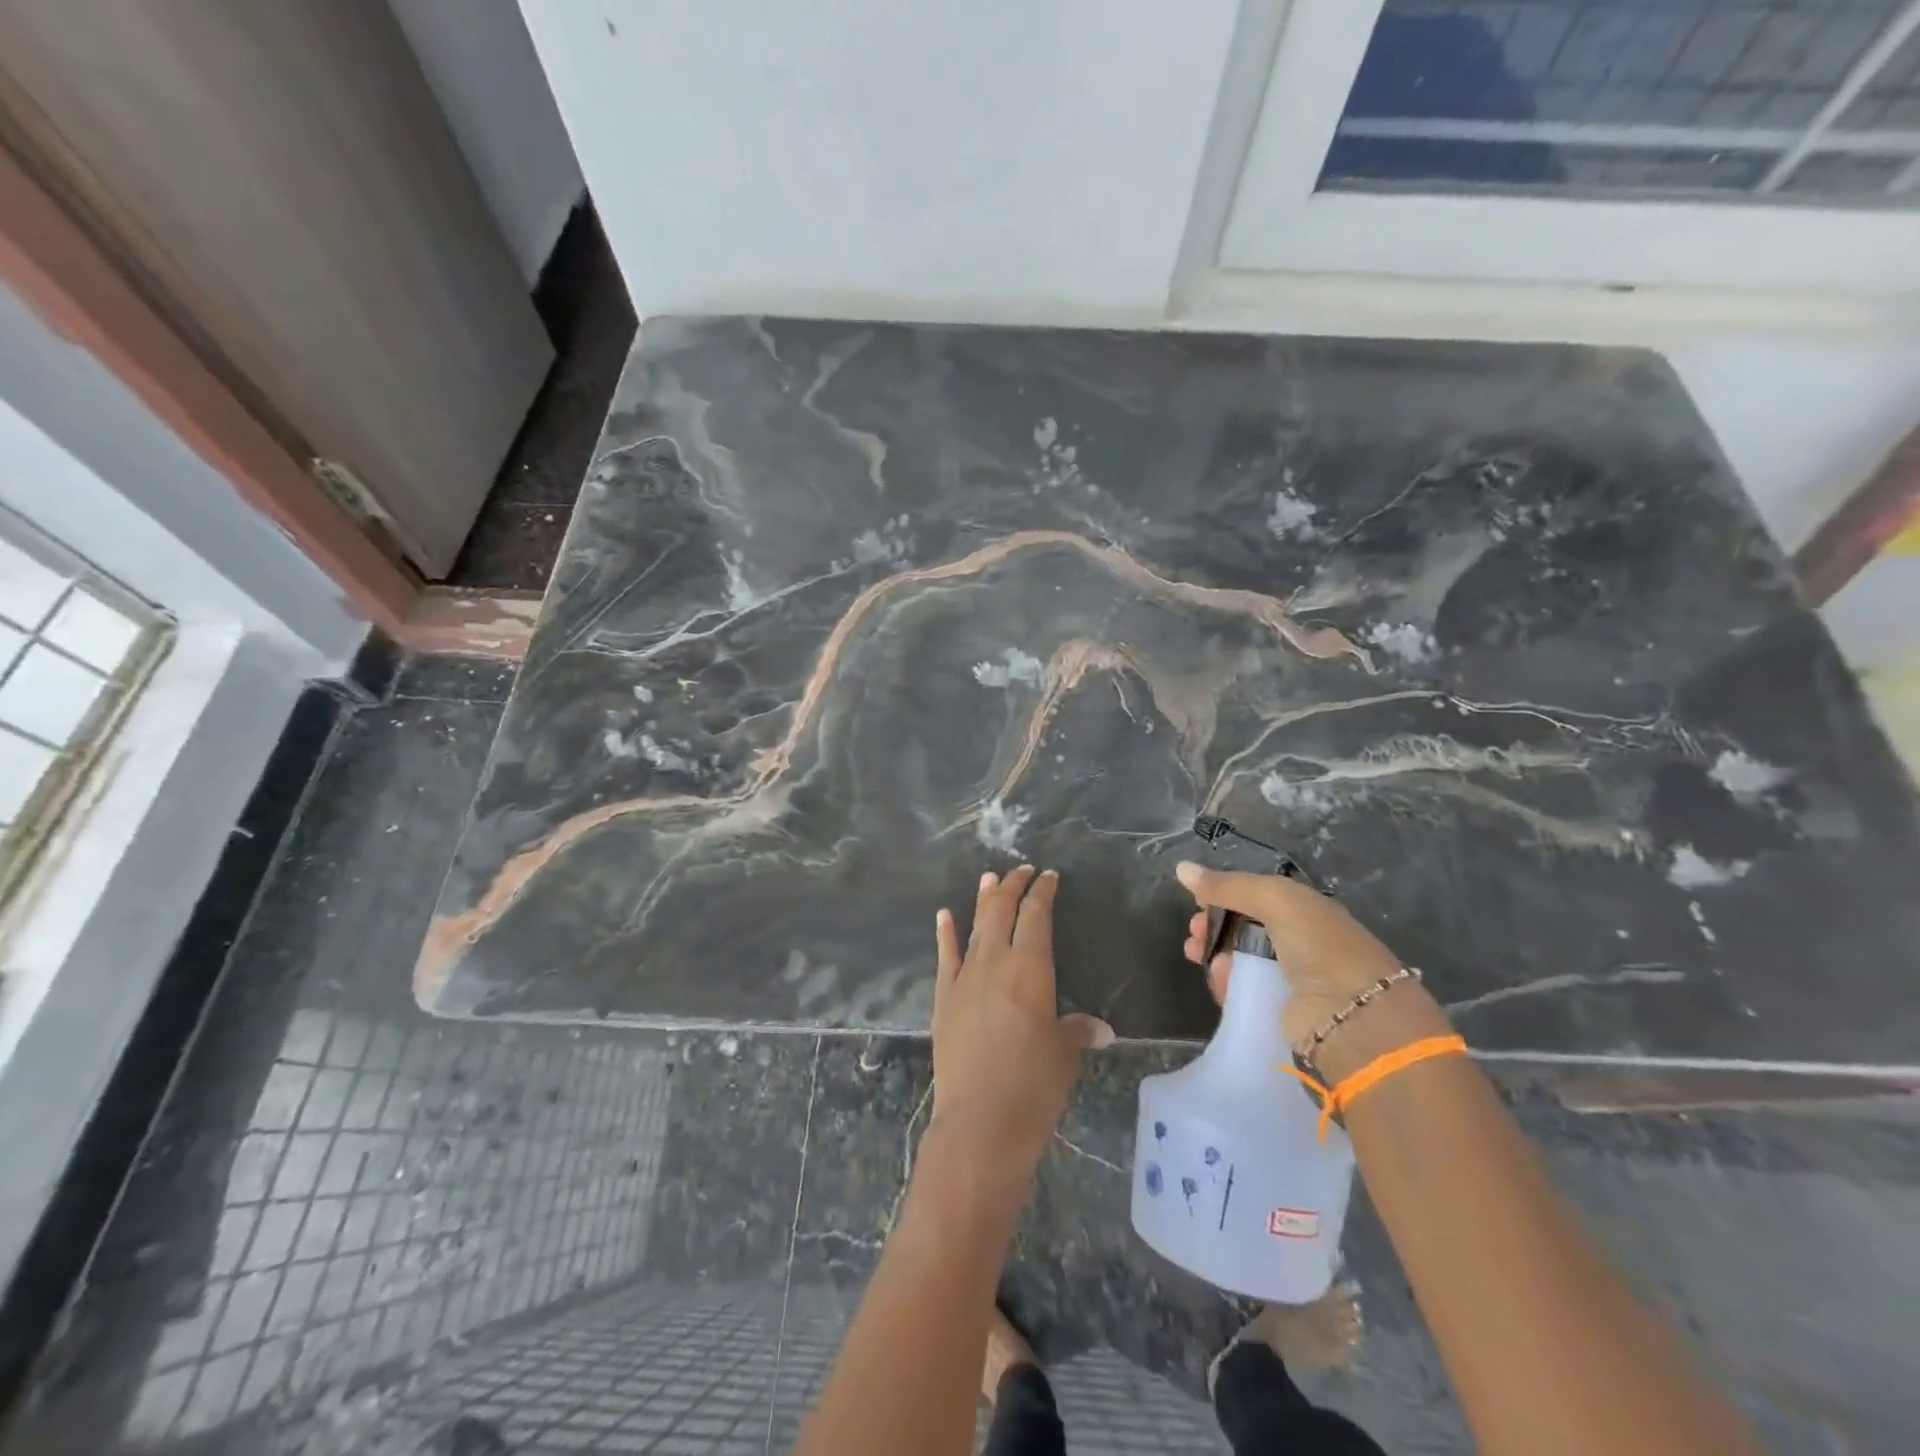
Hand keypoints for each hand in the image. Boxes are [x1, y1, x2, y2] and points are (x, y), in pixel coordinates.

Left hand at [931, 866, 1112, 1177]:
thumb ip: (1077, 1032)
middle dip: (1013, 886)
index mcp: (1031, 968)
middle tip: (1022, 870)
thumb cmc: (1034, 1085)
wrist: (980, 1121)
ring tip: (990, 877)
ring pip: (975, 926)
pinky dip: (945, 933)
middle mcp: (995, 962)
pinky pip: (945, 956)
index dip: (1042, 892)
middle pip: (1002, 911)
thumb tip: (1099, 1029)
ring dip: (984, 900)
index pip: (1036, 916)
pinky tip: (944, 915)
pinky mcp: (943, 998)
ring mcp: (965, 978)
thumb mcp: (1064, 1055)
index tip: (1048, 877)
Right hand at [1176, 860, 1446, 1070]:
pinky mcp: (1278, 1009)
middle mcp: (1297, 940)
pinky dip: (1225, 982)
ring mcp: (1288, 977)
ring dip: (1213, 953)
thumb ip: (1228, 885)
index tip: (1196, 901)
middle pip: (1242, 928)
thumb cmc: (1319, 945)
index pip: (1254, 896)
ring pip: (1237, 959)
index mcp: (1303, 908)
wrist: (1355, 1016)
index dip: (1223, 895)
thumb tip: (1181, 868)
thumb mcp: (1275, 899)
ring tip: (1195, 954)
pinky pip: (1242, 990)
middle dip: (1212, 926)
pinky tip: (1218, 977)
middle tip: (1194, 932)